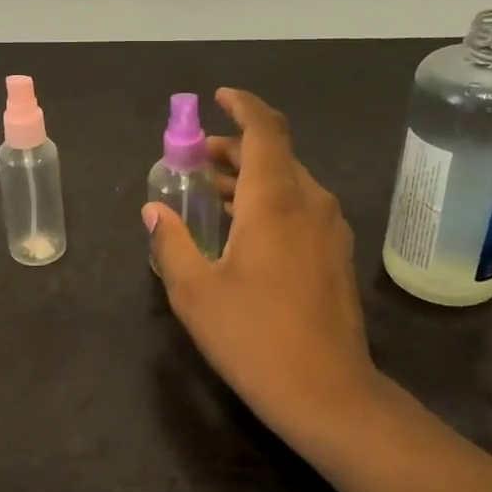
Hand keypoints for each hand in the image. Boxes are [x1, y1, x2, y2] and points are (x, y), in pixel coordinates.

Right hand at [145, 89, 381, 450]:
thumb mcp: (195, 292)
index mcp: (276, 200)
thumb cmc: (255, 338)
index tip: (218, 98)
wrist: (328, 394)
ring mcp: (330, 229)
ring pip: (289, 181)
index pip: (265, 130)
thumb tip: (155, 212)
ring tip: (211, 191)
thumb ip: (171, 242)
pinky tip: (243, 229)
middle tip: (195, 159)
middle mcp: (310, 203)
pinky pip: (301, 207)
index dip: (242, 106)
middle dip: (235, 147)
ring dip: (250, 177)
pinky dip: (269, 201)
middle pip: (275, 154)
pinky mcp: (336, 254)